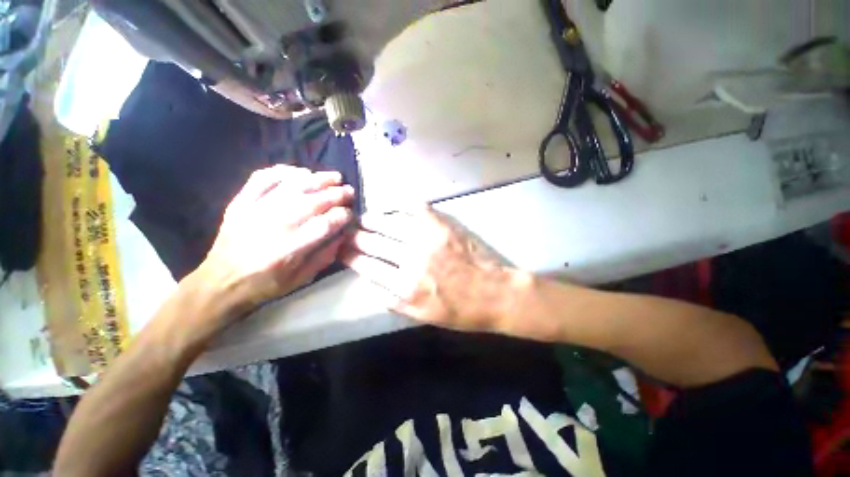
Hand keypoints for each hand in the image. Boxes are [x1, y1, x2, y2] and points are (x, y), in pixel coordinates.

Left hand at [195, 165, 353, 320]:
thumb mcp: (301, 279)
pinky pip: (263, 177)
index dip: (342, 215)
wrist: (220, 281)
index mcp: (289, 249)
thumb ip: (325, 256)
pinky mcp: (241, 201)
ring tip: (335, 177)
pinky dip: (284, 171)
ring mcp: (254, 210)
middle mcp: (273, 226)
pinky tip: (301, 172)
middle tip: (350, 191)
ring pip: (292, 186)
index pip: (324, 224)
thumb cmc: (265, 284)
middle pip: (312, 202)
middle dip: (337, 194)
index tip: (350, 214)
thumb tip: (343, 233)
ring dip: (318, 179)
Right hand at [340, 205, 515, 331]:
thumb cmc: (460, 310)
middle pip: (373, 242)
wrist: (495, 293)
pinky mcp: (443, 226)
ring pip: (390, 223)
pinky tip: (392, 208)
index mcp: (405, 286)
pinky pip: (416, 209)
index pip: (366, 265)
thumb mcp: (423, 317)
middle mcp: (412, 259)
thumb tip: (370, 281)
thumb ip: (393, 301)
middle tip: (346, 231)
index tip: (340, 249)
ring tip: (363, 219)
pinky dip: (400, 206)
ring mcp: (428, 239)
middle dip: (354, 235)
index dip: (349, 256)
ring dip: (372, 220)